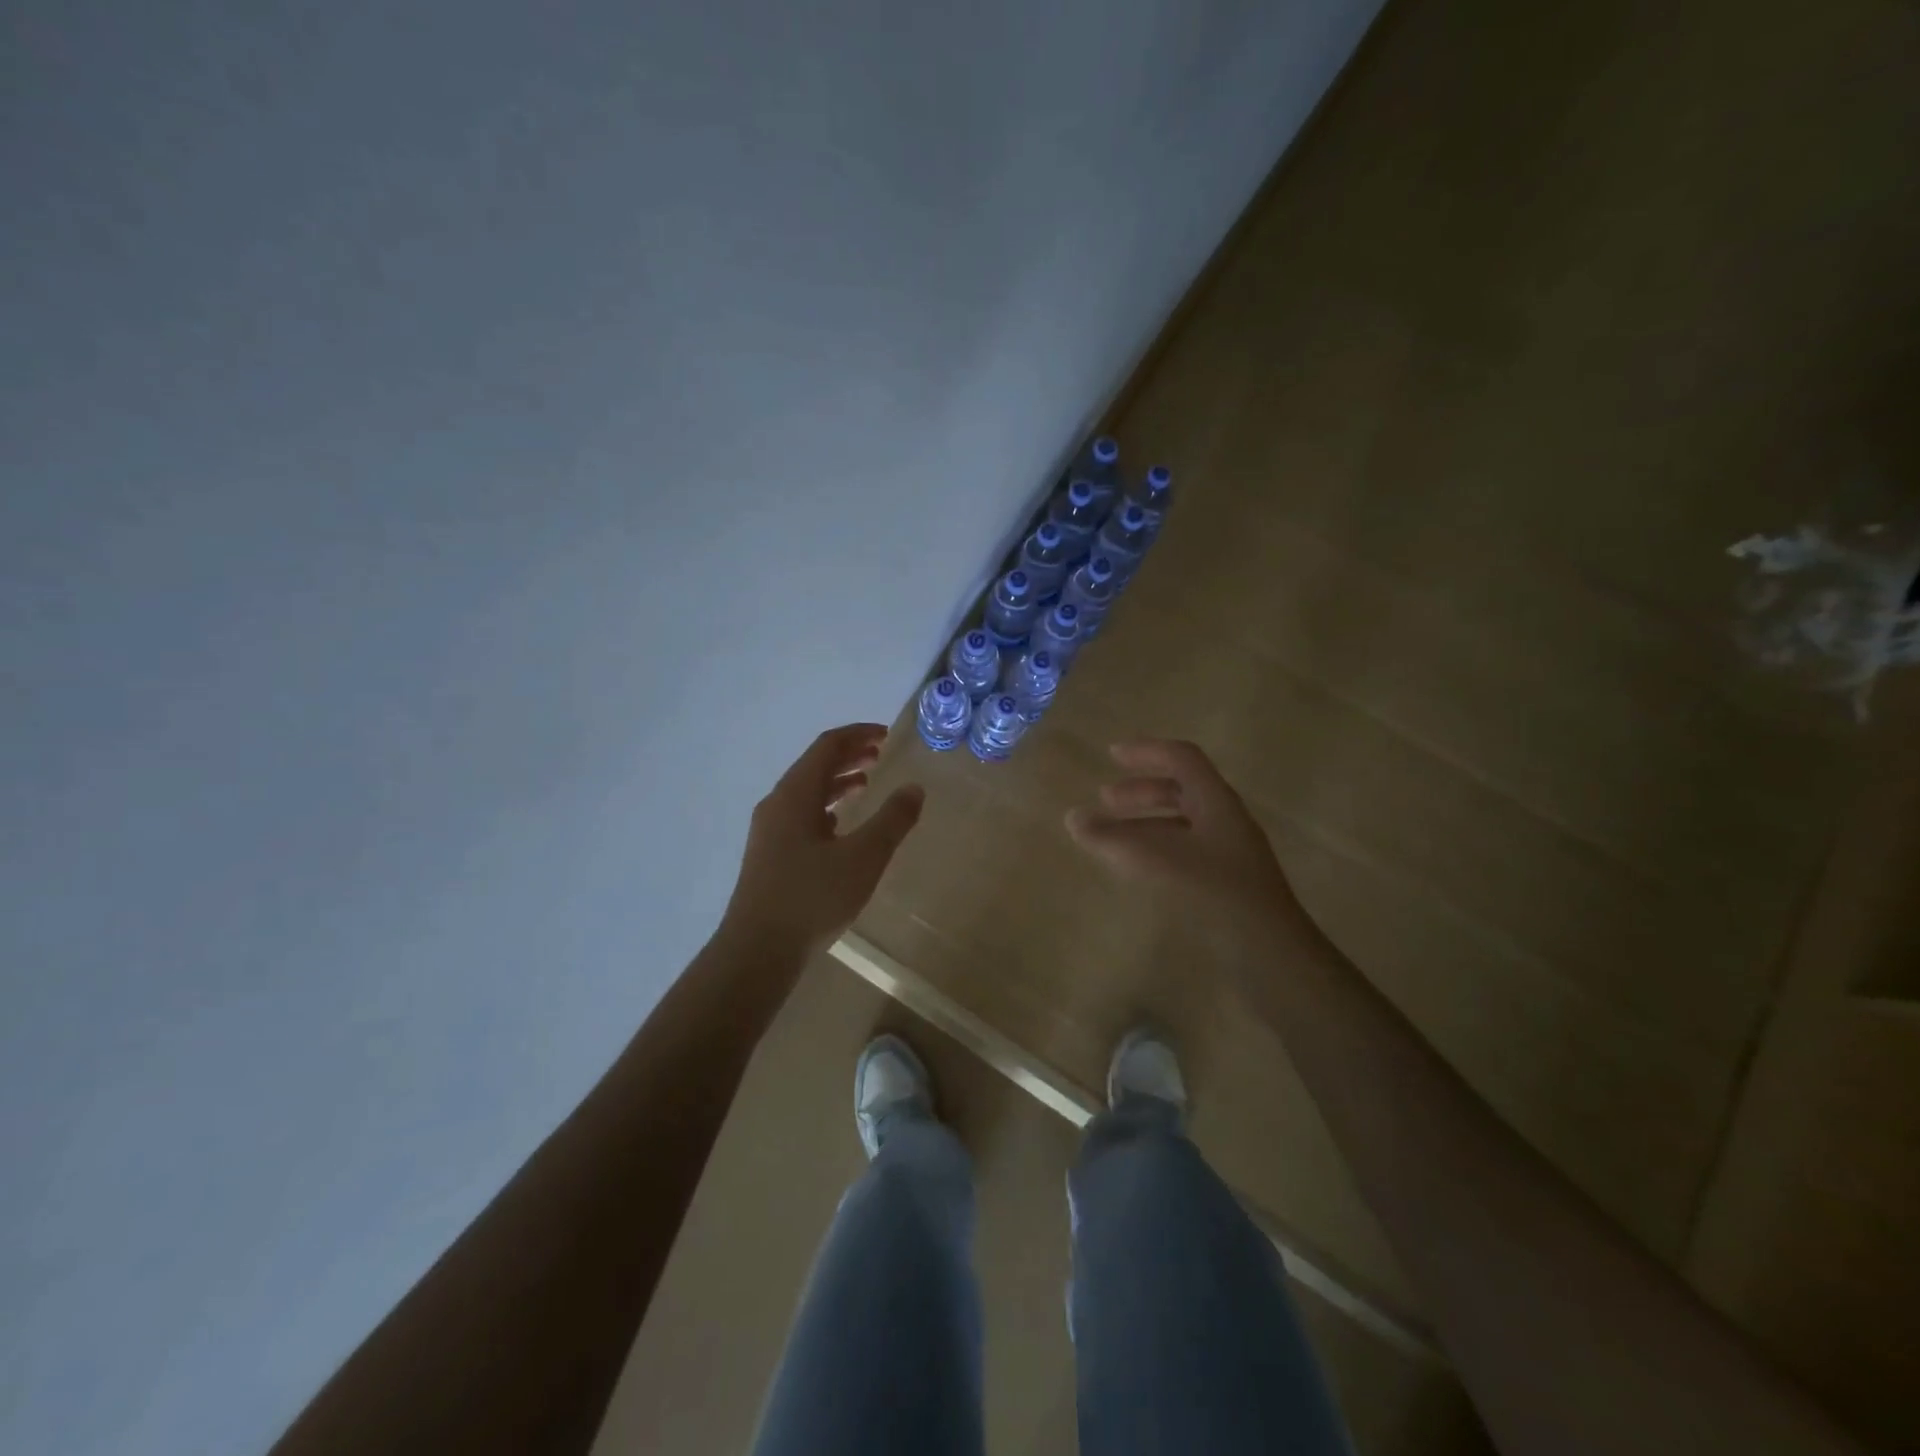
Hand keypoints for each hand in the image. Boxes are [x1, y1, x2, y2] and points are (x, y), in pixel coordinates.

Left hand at [723, 723, 925, 954]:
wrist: (757, 951)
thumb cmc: (812, 898)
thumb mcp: (863, 857)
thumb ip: (892, 820)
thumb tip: (914, 788)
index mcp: (795, 794)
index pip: (827, 746)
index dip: (858, 735)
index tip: (886, 735)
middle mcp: (777, 805)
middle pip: (814, 766)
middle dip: (849, 756)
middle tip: (881, 755)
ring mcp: (769, 831)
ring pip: (807, 793)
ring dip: (837, 782)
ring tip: (867, 785)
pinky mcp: (769, 856)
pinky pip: (801, 816)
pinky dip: (826, 808)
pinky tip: (841, 827)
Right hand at [1066, 738, 1309, 943]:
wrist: (1269, 950)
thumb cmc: (1214, 891)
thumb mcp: (1155, 860)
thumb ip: (1111, 838)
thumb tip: (1073, 818)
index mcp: (1216, 801)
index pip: (1182, 758)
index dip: (1146, 751)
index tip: (1112, 755)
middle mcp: (1225, 819)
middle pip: (1181, 789)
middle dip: (1141, 790)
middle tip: (1105, 800)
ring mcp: (1229, 851)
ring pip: (1182, 822)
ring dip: (1145, 821)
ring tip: (1112, 837)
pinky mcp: (1226, 880)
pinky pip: (1186, 849)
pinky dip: (1156, 848)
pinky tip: (1139, 868)